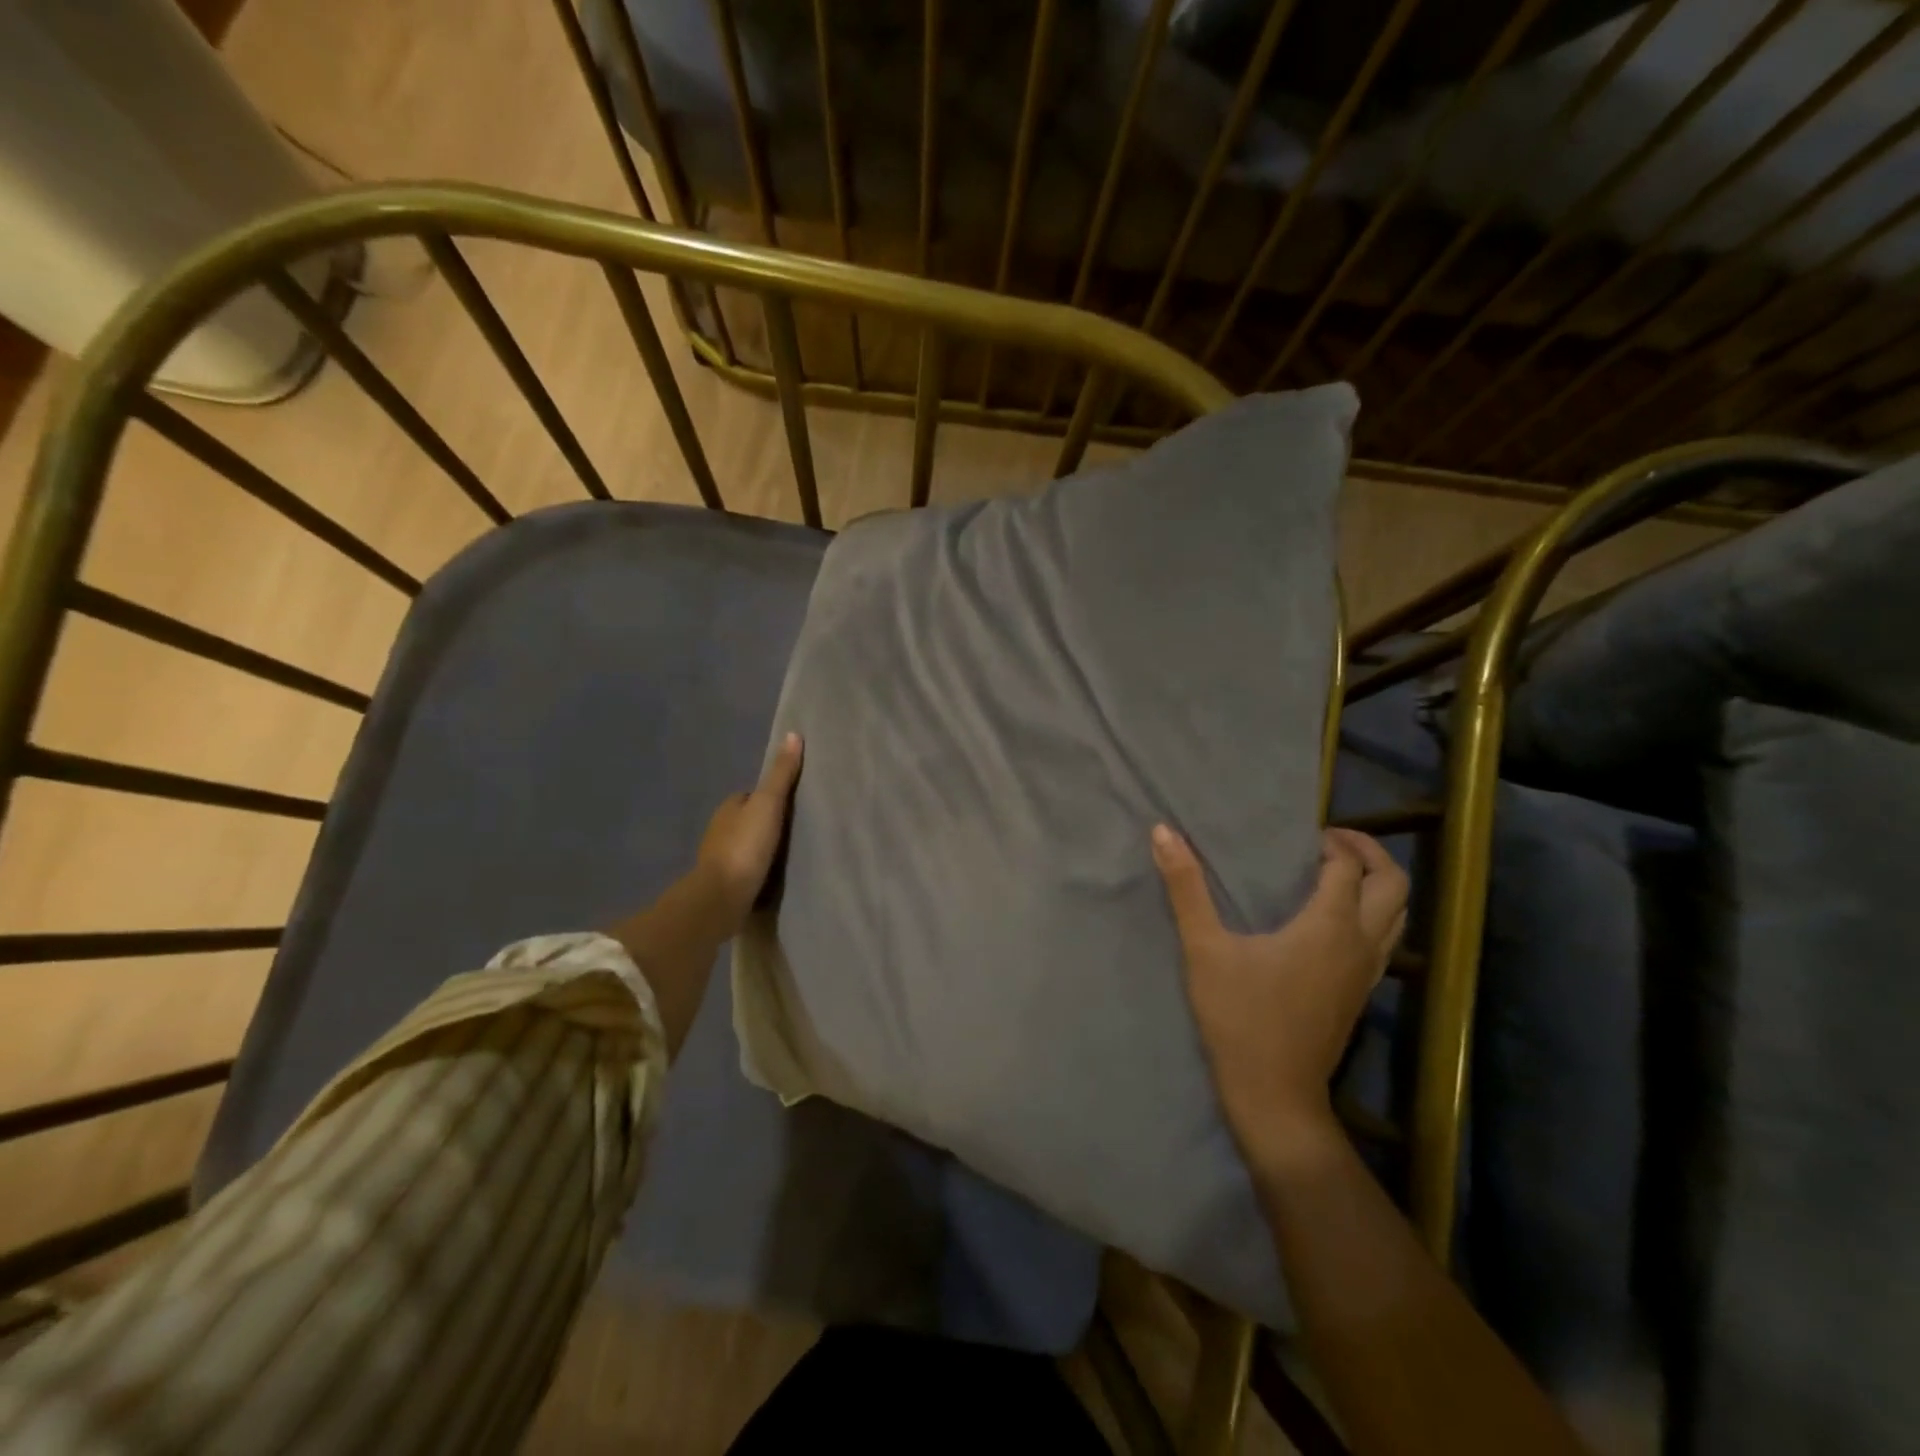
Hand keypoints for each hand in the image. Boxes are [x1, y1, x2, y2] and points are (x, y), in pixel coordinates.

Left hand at [696, 732, 803, 930]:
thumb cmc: (745, 846)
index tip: (793, 804)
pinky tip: (773, 875)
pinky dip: (757, 869)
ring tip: (790, 854)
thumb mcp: (769, 804)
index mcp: (729, 807)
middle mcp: (720, 829)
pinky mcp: (724, 883)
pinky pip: (745, 869)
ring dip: (762, 848)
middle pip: (749, 820)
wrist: (721, 898)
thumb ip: (781, 775)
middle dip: (767, 823)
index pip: (752, 795)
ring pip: (746, 845)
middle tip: (796, 830)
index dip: (771, 797)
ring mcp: (720, 858)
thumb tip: (793, 735)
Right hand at [1152, 824, 1407, 1170]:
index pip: (1348, 866)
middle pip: (1394, 884)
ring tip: (1337, 874)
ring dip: (1377, 884)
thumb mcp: (1204, 948)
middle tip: (1330, 842)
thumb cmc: (1239, 1016)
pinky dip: (1374, 915)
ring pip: (1399, 914)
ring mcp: (1368, 972)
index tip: (1300, 835)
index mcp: (1330, 925)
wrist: (1274, 1094)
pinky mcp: (1362, 994)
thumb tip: (1164, 831)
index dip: (1331, 843)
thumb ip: (1186, 887)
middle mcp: (1361, 943)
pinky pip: (1386, 940)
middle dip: (1369, 853)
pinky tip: (1335, 922)